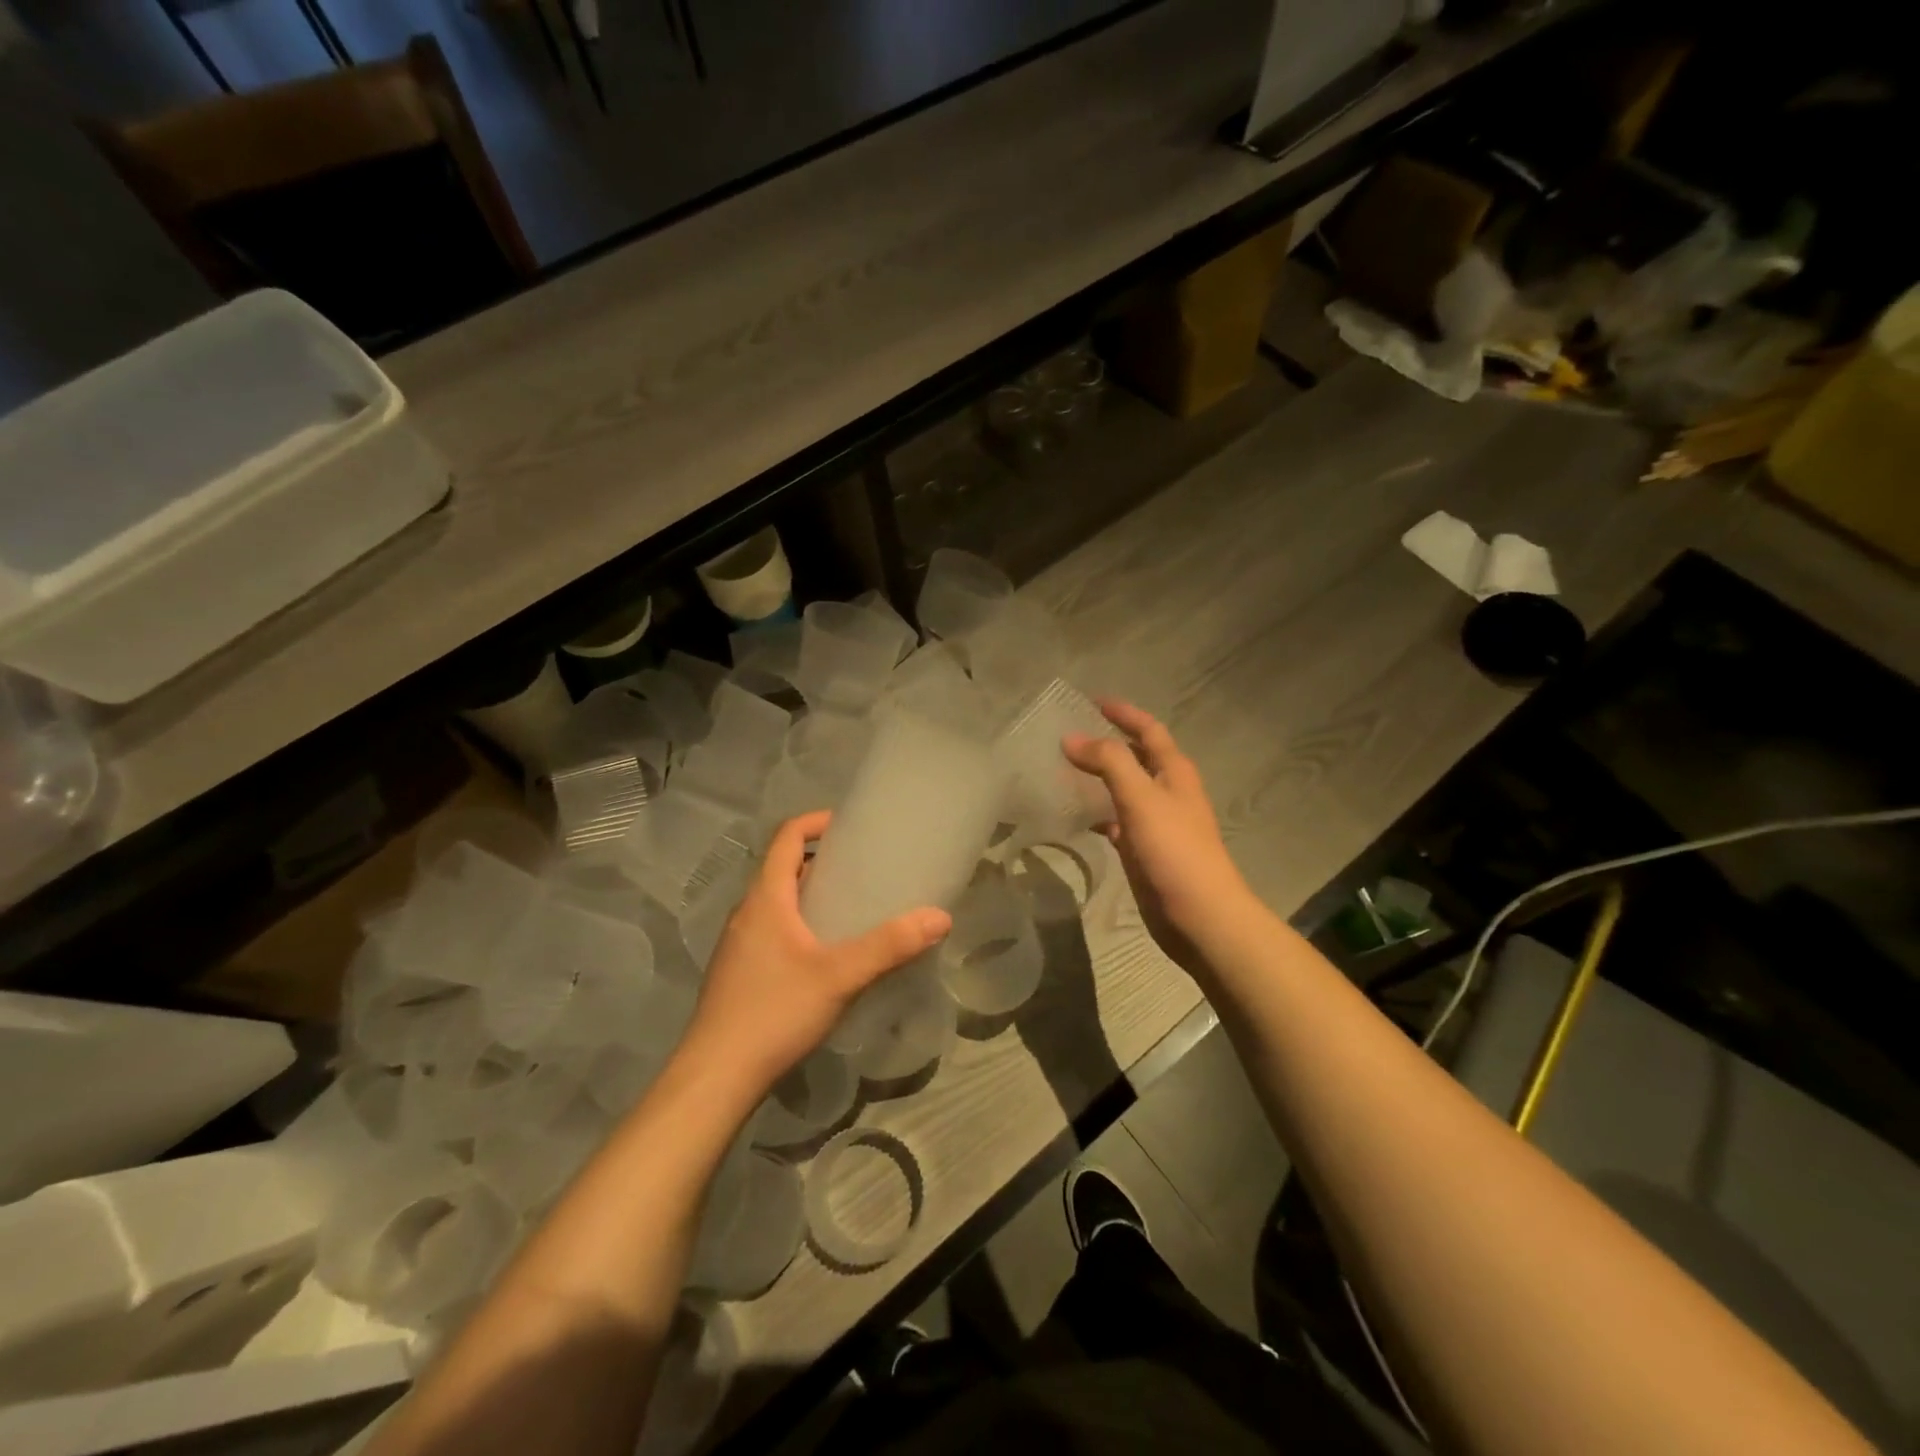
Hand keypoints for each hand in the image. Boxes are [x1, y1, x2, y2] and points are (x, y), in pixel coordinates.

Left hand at [681, 810, 950, 1099]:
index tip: (850, 824)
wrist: (715, 1077)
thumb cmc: (774, 1012)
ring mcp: (738, 944)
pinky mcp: (738, 972)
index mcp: (765, 898)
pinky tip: (824, 955)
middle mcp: (746, 913)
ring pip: (777, 902)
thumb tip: (940, 916)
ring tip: (851, 908)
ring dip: (810, 894)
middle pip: (783, 868)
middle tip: (864, 869)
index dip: (816, 822)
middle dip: (822, 860)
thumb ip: (890, 946)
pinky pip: (771, 930)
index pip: (787, 837)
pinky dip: (799, 924)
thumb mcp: (840, 976)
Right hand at [1063, 702, 1253, 974]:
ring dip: (1100, 777)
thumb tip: (1071, 737)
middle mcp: (1167, 792)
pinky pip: (1117, 821)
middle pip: (1136, 757)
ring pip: (1125, 789)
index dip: (1124, 713)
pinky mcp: (1145, 850)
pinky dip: (1098, 813)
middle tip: (1070, 734)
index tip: (1092, 700)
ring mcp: (1157, 823)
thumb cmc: (1175, 850)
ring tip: (1064, 770)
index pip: (1149, 730)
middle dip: (1108, 743)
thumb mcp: (1141, 798)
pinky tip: (1077, 817)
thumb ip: (1108, 763)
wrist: (1200, 916)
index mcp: (1174, 772)